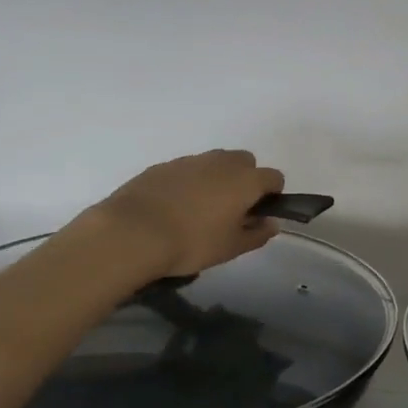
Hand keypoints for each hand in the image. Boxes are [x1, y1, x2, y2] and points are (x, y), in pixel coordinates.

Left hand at [85, 149, 285, 278]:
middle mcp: (221, 162)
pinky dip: (190, 182)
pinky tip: (176, 206)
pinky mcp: (163, 165)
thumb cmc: (192, 243)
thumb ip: (257, 234)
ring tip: (202, 209)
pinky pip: (188, 169)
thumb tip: (270, 223)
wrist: (133, 232)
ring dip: (217, 178)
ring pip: (215, 162)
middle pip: (245, 161)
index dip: (273, 195)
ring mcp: (191, 160)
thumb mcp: (231, 248)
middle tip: (232, 209)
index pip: (274, 177)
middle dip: (245, 179)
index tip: (259, 214)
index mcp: (245, 180)